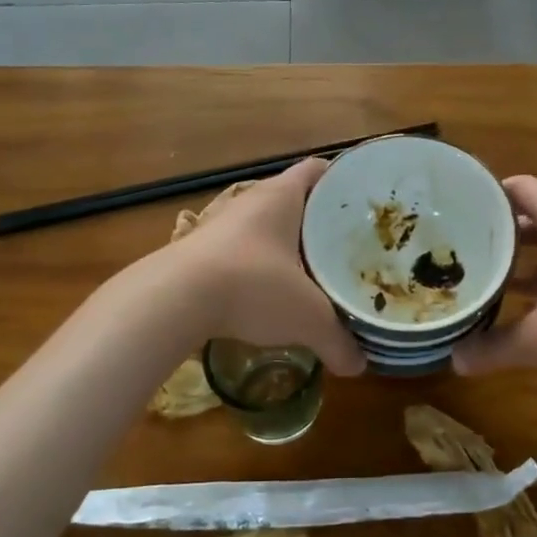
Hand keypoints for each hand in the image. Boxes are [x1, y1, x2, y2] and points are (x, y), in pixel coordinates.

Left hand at [166, 160, 365, 375]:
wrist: (174, 299)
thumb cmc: (253, 286)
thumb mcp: (308, 317)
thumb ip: (338, 340)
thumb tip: (359, 366)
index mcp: (282, 196)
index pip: (318, 170)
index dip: (342, 180)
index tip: (363, 201)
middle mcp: (251, 201)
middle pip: (293, 199)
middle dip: (319, 220)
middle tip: (347, 244)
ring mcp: (220, 225)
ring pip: (264, 226)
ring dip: (286, 245)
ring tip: (313, 271)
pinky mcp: (199, 252)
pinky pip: (240, 251)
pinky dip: (258, 266)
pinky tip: (269, 293)